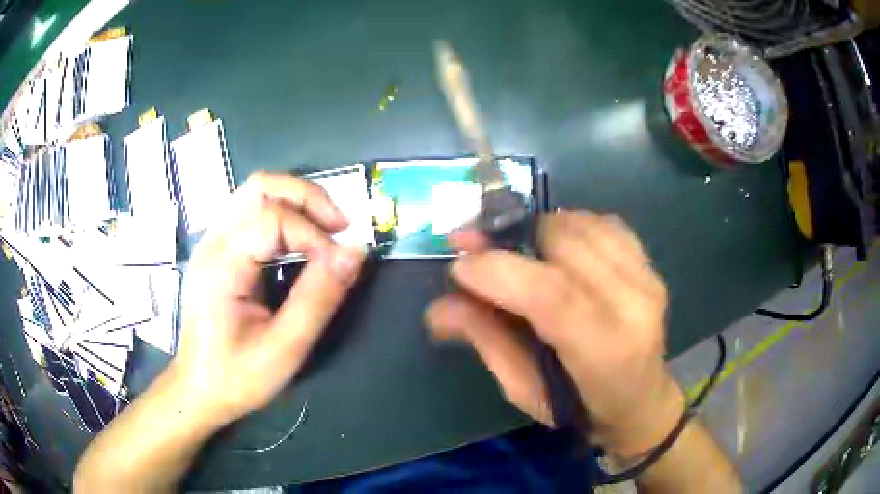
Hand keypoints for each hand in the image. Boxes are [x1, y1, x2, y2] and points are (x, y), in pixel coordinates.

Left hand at [173, 171, 365, 426]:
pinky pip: (251, 211)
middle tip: (340, 227)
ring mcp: (212, 241)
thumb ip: (319, 298)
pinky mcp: (217, 249)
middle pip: (262, 186)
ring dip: (297, 202)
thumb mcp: (284, 348)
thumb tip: (355, 252)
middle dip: (308, 197)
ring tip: (325, 230)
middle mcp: (213, 240)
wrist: (199, 389)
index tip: (339, 265)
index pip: (274, 218)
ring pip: (256, 192)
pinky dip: (283, 214)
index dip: (315, 234)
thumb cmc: (237, 375)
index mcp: (223, 263)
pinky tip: (299, 241)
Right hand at [426, 211, 684, 457]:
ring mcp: (648, 278)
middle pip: (565, 243)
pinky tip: (554, 248)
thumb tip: (438, 308)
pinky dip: (569, 225)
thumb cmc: (579, 408)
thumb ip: (487, 341)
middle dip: (509, 237)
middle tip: (474, 247)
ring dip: (537, 230)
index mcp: (605, 352)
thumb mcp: (525, 390)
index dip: (498, 271)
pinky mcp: (650, 265)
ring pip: (582, 224)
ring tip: (514, 251)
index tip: (458, 264)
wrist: (641, 400)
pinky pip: (603, 222)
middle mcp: (635, 305)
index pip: (552, 295)